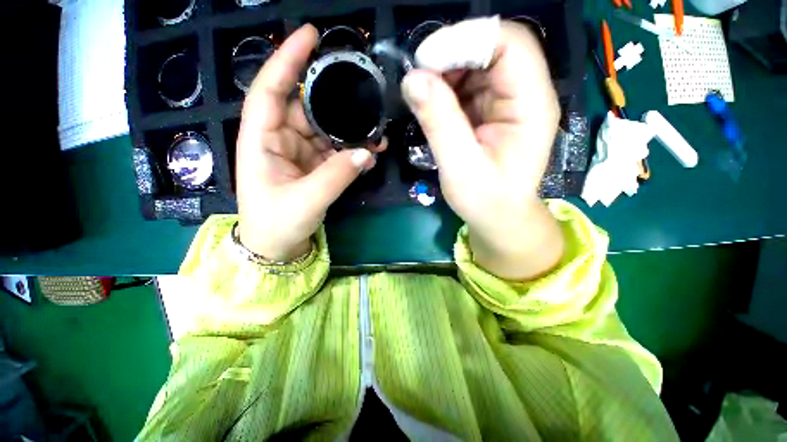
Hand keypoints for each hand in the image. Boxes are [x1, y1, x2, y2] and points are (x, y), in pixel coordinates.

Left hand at [237, 25, 385, 261]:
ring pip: (326, 130)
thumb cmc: (276, 224)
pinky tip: (370, 154)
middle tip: (362, 89)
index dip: (287, 60)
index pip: (271, 89)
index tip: (310, 35)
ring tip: (376, 132)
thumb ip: (337, 175)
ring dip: (350, 131)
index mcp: (262, 140)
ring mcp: (300, 153)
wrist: (277, 247)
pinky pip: (336, 151)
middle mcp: (280, 139)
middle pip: (307, 107)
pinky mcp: (315, 167)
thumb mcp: (306, 200)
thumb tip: (367, 153)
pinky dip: (352, 151)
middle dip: (333, 98)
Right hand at [402, 21, 563, 279]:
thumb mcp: (460, 167)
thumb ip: (439, 123)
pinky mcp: (493, 109)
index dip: (467, 40)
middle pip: (493, 48)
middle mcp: (526, 94)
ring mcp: (509, 100)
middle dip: (451, 56)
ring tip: (423, 95)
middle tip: (418, 80)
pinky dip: (447, 87)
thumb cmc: (485, 200)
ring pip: (478, 63)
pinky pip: (470, 83)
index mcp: (531, 105)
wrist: (499, 216)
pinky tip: (434, 105)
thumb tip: (412, 79)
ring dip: (446, 72)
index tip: (425, 61)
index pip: (511, 43)